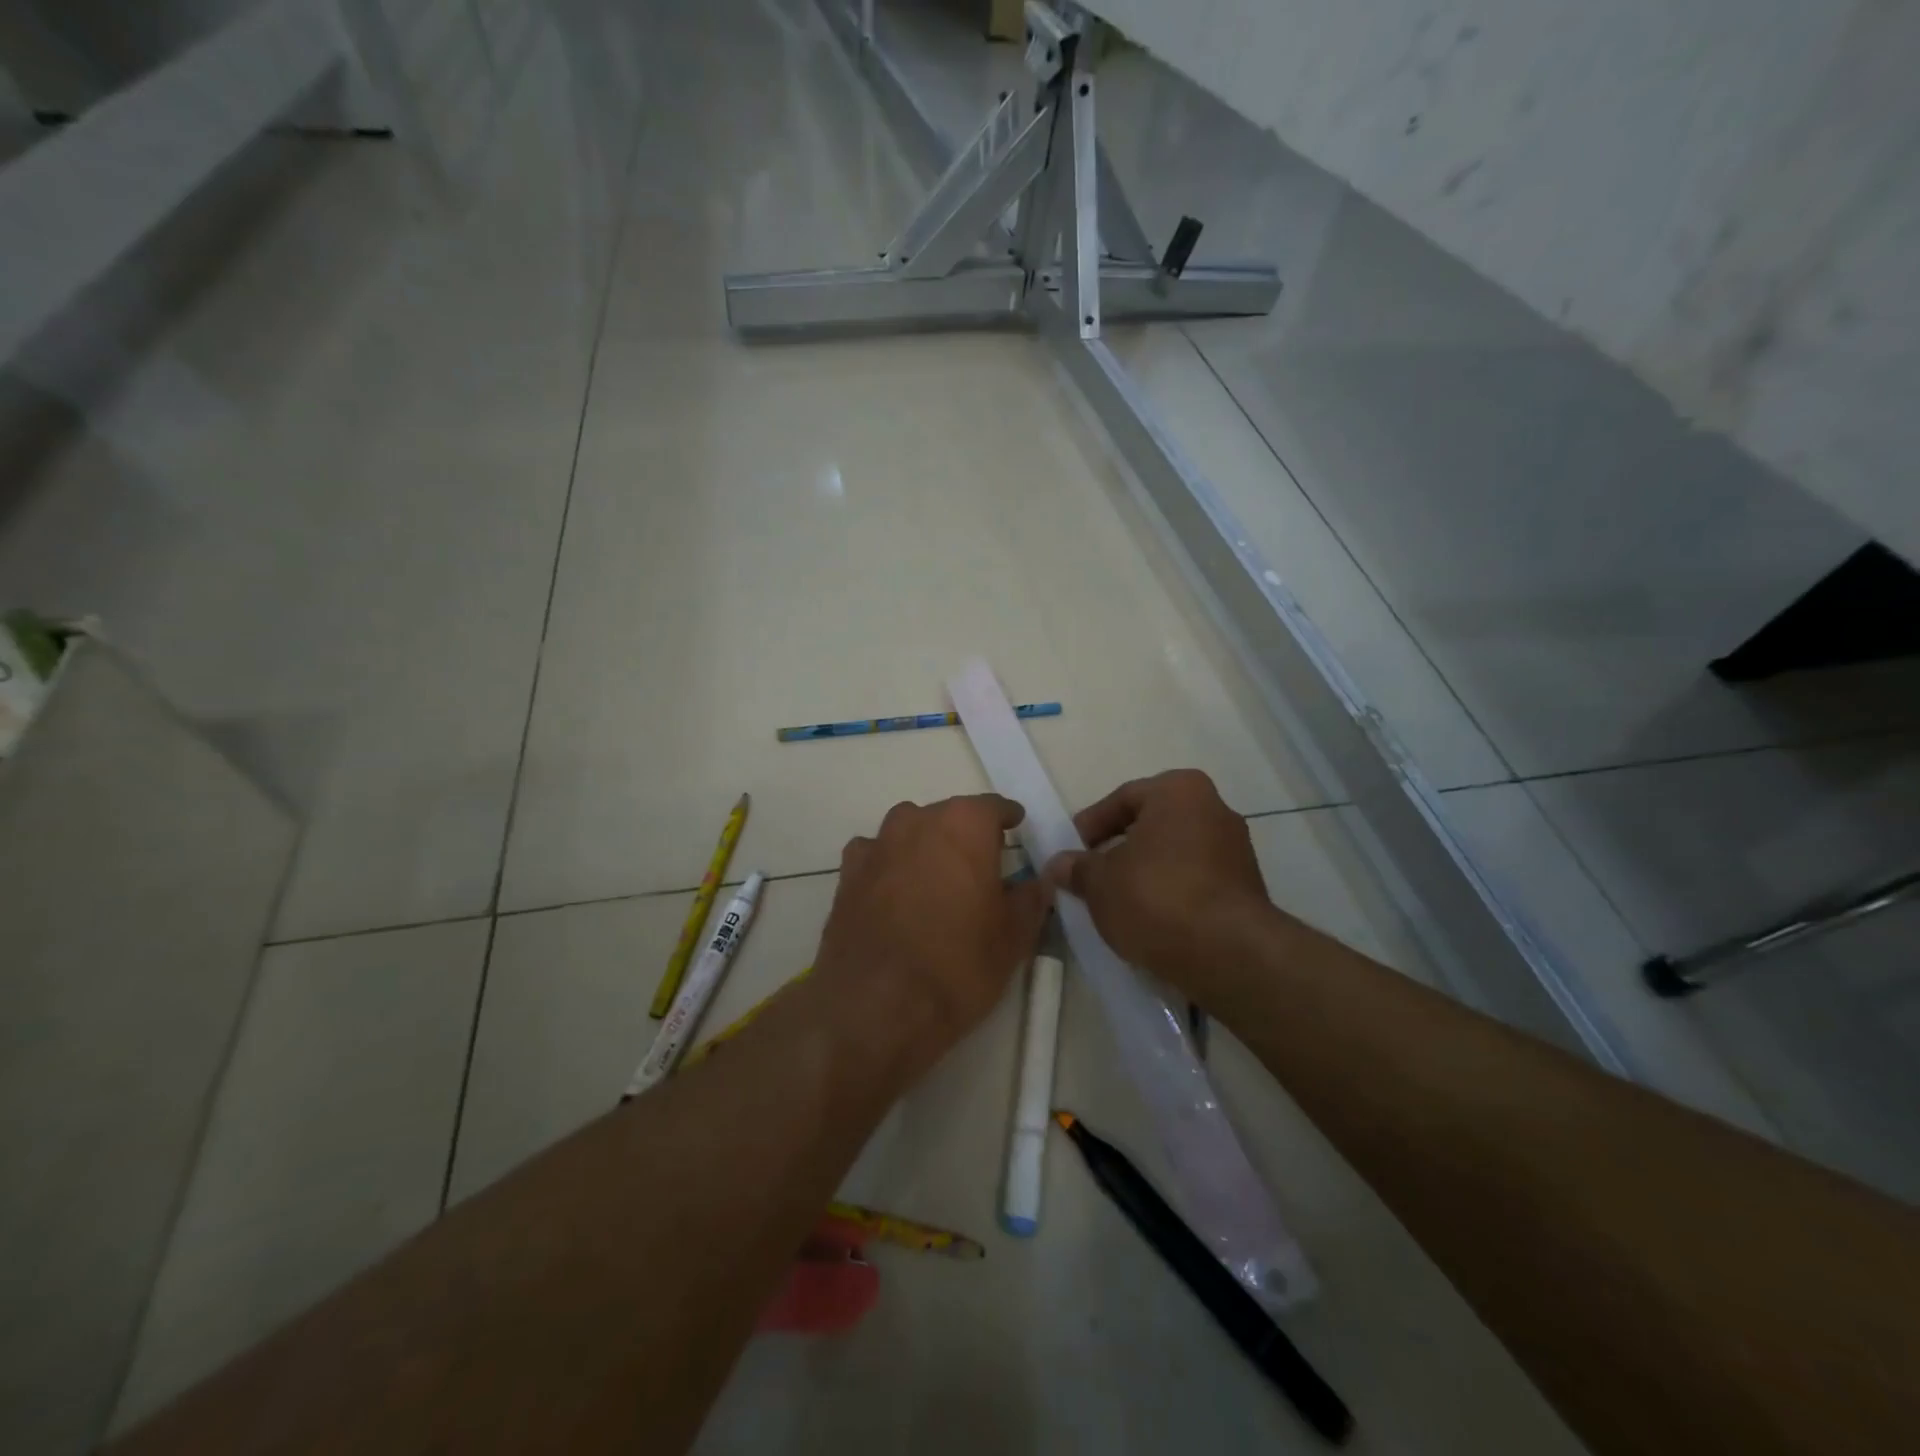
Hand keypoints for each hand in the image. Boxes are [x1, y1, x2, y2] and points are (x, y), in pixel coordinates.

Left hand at [813, 795, 1049, 1082]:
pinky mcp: (848, 873)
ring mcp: (877, 844)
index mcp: (964, 825)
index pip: (993, 807)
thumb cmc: (958, 965)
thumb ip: (1030, 899)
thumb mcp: (1013, 937)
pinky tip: (895, 894)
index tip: (1016, 830)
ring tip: (937, 881)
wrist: (875, 1005)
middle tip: (981, 867)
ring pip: (910, 831)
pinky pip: (877, 855)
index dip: (1007, 819)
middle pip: (949, 816)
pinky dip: (890, 865)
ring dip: (926, 846)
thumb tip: (1037, 882)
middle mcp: (918, 821)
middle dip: (966, 835)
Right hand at [1044, 769, 1277, 996]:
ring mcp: (1236, 849)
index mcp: (1179, 790)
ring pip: (1175, 854)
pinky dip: (1171, 892)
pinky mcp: (1247, 887)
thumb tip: (1058, 864)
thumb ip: (1077, 868)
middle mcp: (1214, 808)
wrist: (1228, 953)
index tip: (1072, 852)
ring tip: (1118, 902)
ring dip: (1145, 872)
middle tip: (1091, 876)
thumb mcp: (1100, 882)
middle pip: (1152, 824)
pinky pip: (1196, 880)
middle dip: (1119, 849)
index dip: (1091, 825)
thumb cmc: (1156, 897)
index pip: (1123, 798)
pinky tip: (1150, 919)